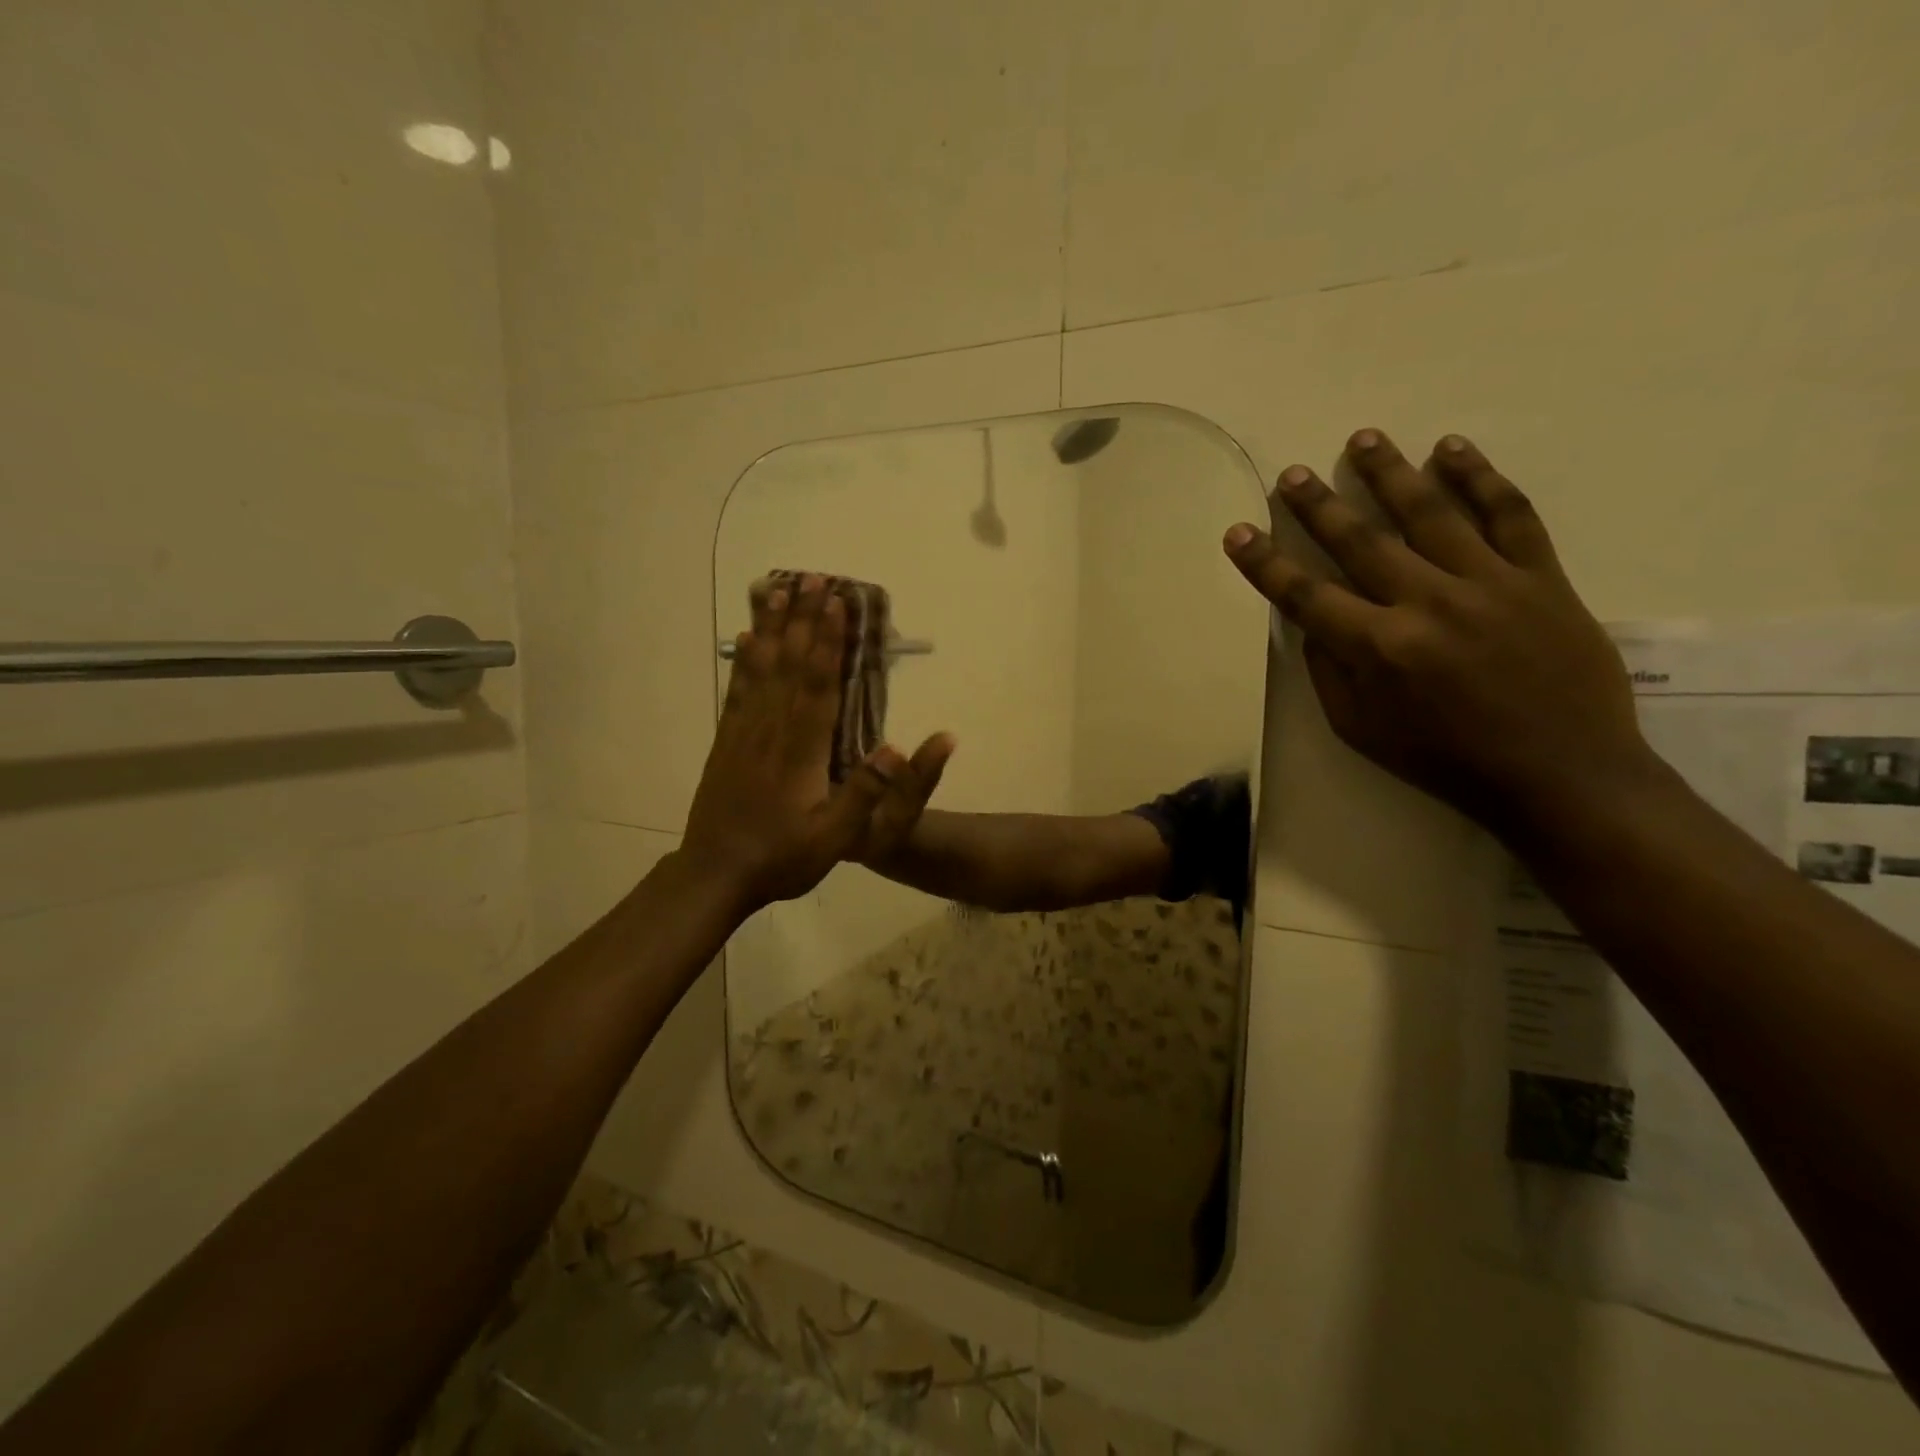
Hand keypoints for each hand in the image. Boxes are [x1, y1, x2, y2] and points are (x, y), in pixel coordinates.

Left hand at [680, 575, 950, 912]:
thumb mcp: (834, 837)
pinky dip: (743, 658)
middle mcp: (770, 729)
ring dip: (771, 627)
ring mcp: (743, 732)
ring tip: (777, 589)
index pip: (818, 683)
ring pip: (759, 668)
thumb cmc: (782, 857)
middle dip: (802, 618)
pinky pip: (737, 689)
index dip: (828, 640)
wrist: (715, 874)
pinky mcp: (726, 741)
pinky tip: (745, 639)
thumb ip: (863, 793)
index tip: (837, 602)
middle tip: (812, 577)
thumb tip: (896, 748)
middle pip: (789, 663)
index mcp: (800, 749)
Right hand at [1222, 430, 1658, 834]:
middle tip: (1293, 474)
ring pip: (1431, 512)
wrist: (1562, 774)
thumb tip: (1315, 624)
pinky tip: (1452, 449)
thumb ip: (1330, 673)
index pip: (1305, 595)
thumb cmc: (1447, 760)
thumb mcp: (1362, 731)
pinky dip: (1480, 477)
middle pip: (1361, 541)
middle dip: (1319, 505)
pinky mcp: (1541, 578)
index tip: (1239, 532)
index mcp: (1378, 649)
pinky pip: (1510, 514)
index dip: (1265, 563)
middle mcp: (1427, 605)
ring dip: (1390, 472)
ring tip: (1362, 439)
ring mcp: (1488, 584)